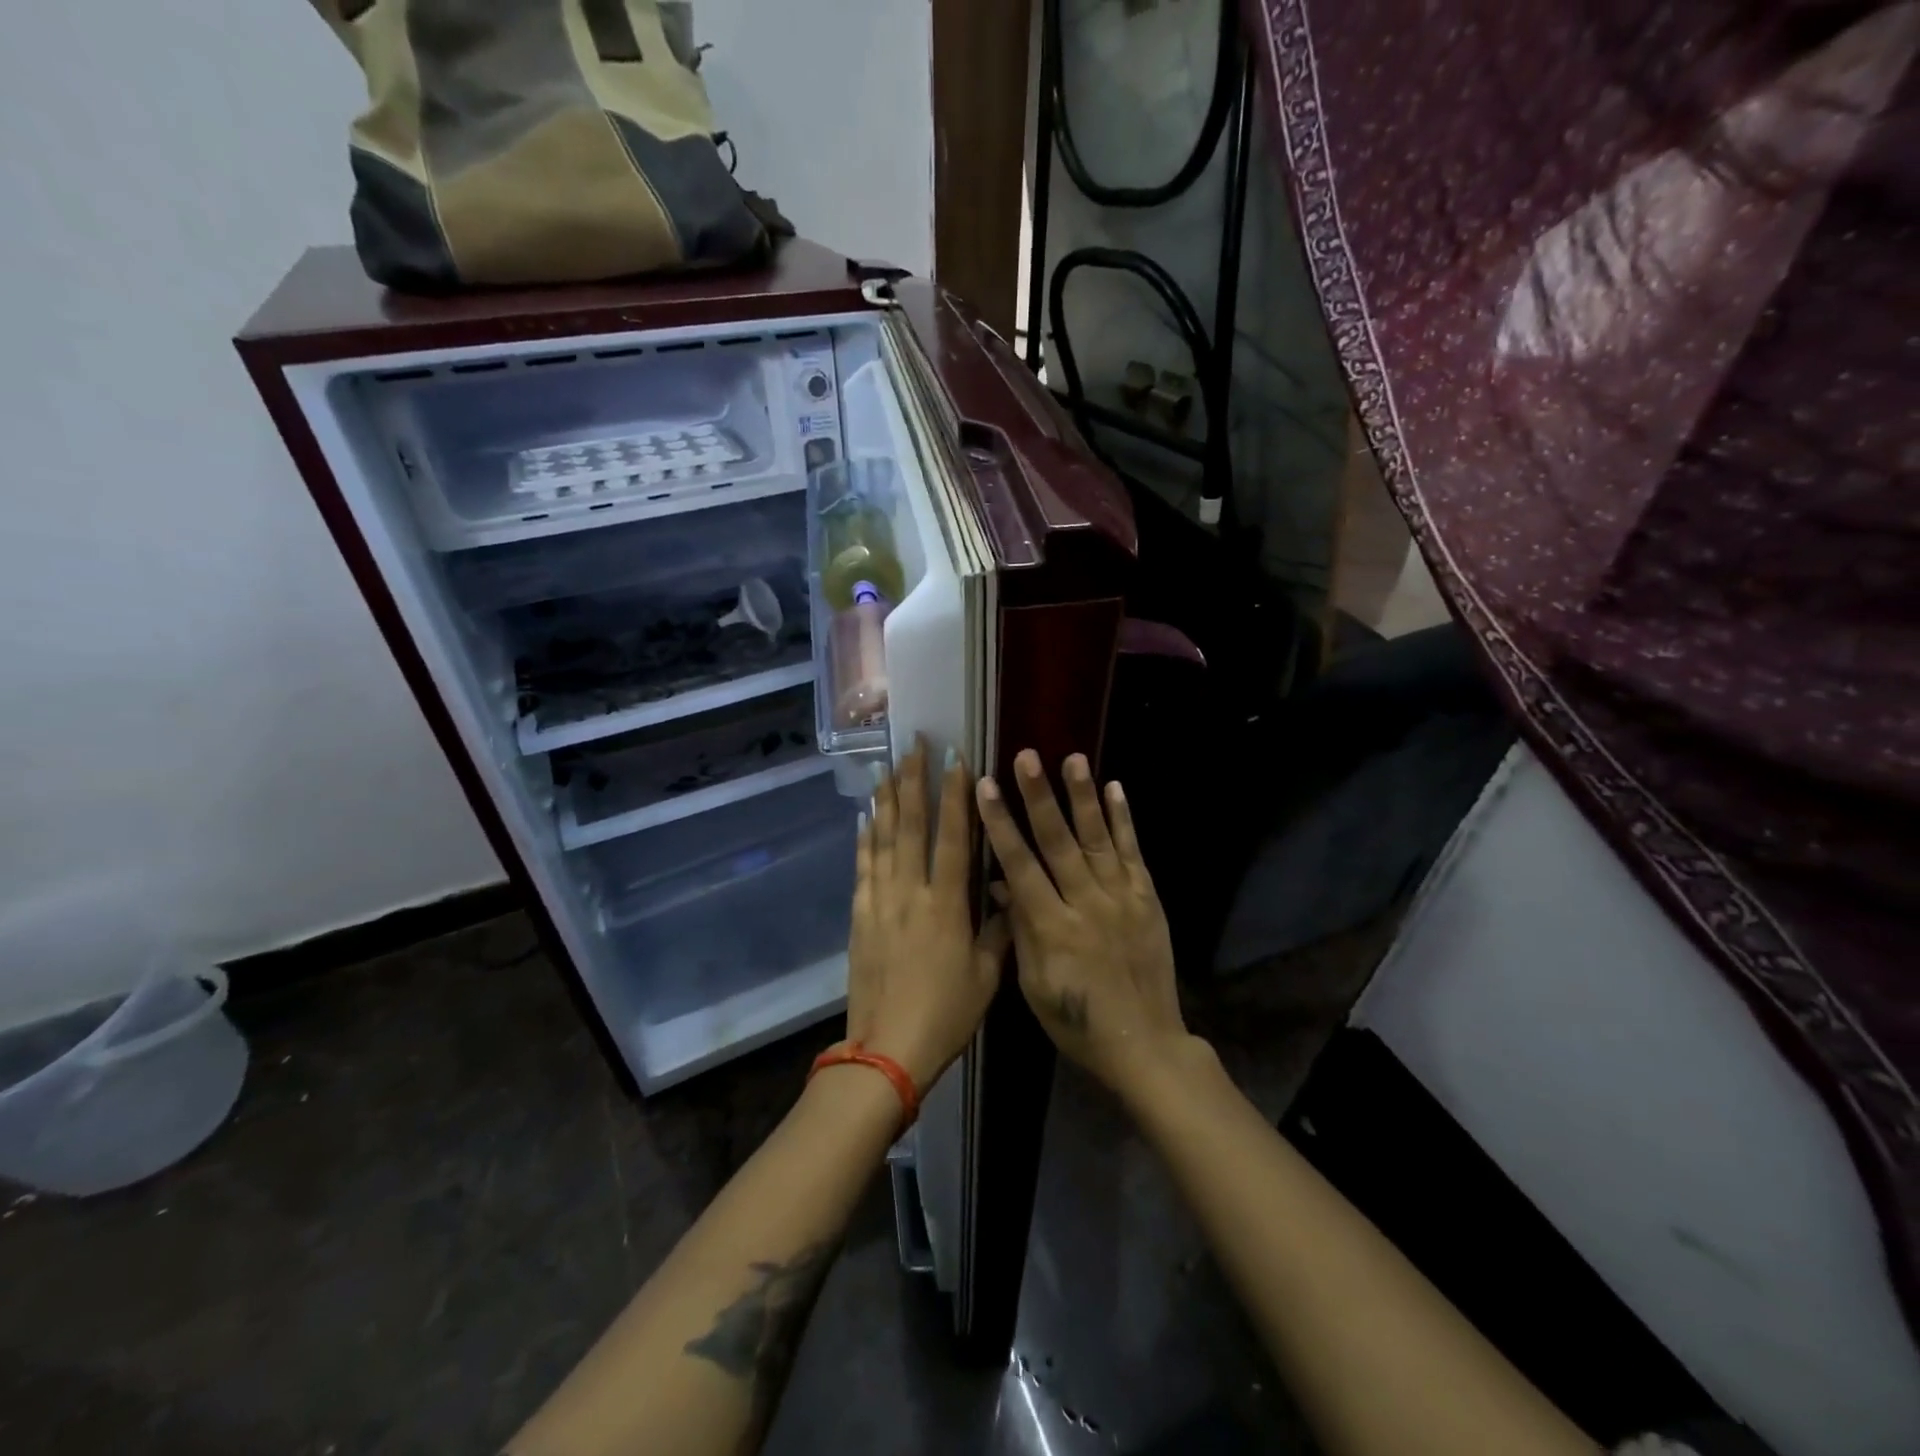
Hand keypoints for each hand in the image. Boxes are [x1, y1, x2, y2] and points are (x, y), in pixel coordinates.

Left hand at [844, 738, 1010, 1091]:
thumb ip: (999, 930)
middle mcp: (910, 893)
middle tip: (914, 746)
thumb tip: (1008, 892)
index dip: (955, 796)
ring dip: (886, 801)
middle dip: (913, 782)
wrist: (887, 1049)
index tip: (956, 760)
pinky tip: (864, 819)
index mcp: (946, 905)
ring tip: (887, 768)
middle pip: (911, 826)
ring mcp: (880, 903)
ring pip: (882, 840)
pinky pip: (862, 869)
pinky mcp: (860, 918)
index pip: (952, 837)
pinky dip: (864, 841)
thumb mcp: (987, 976)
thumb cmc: (947, 1014)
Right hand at [975, 750, 1191, 1101]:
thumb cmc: (1076, 1022)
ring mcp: (1121, 898)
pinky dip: (1125, 820)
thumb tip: (1000, 884)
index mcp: (1052, 928)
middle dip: (1040, 797)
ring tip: (1073, 758)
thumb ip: (1019, 929)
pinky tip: (1116, 789)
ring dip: (1084, 796)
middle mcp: (1087, 904)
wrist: (1143, 1045)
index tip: (986, 787)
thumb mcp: (1034, 984)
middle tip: (1027, 757)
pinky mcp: (1147, 899)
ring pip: (1098, 838)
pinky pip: (1134, 853)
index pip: (1020, 865)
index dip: (1001, 825)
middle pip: (1059, 842)